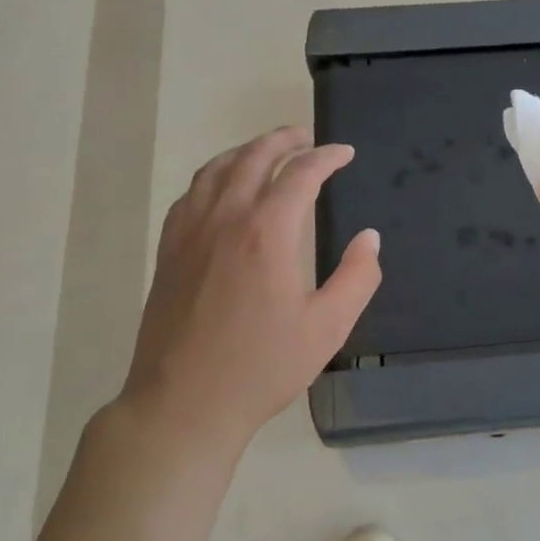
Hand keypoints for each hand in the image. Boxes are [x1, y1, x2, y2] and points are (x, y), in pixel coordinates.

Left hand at [113, 127, 380, 457]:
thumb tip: (370, 238)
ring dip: (246, 151)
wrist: (184, 403)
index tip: (345, 154)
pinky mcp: (169, 251)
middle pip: (254, 158)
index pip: (301, 174)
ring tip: (267, 152)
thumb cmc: (262, 366)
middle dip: (284, 140)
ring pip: (216, 169)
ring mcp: (190, 232)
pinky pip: (191, 194)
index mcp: (268, 231)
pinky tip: (222, 188)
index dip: (327, 157)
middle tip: (307, 137)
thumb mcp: (328, 327)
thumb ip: (358, 277)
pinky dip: (214, 176)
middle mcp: (225, 218)